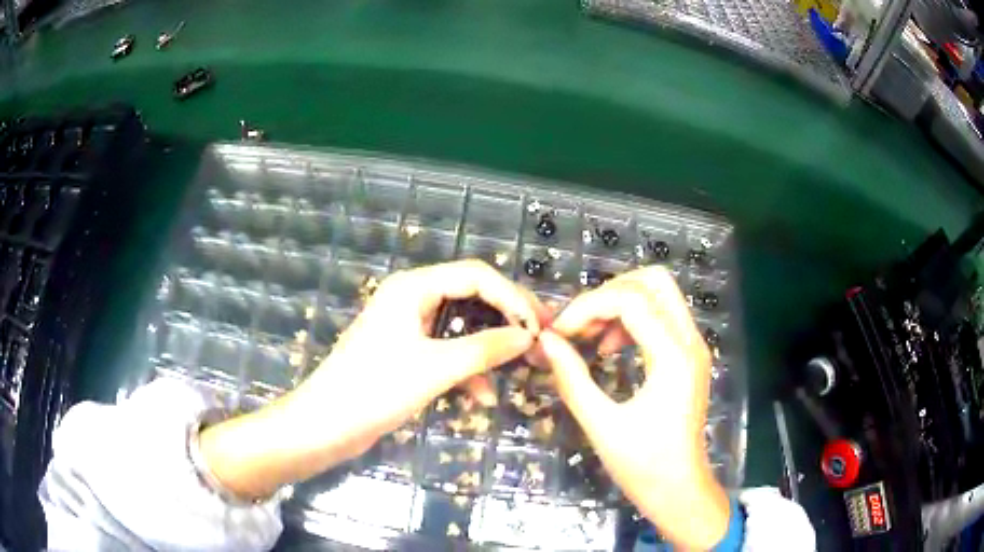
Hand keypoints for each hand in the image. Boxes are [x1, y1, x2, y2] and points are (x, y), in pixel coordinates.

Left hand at [200, 260, 544, 499]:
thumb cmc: (375, 389)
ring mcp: (408, 326)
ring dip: (487, 348)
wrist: (326, 425)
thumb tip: (528, 337)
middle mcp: (411, 298)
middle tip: (539, 338)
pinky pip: (446, 350)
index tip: (540, 325)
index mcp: (413, 287)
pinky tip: (481, 396)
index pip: (475, 275)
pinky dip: (466, 369)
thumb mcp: (435, 368)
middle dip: (505, 318)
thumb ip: (485, 349)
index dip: (512, 296)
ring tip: (519, 367)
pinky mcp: (406, 352)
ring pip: (461, 326)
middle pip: (470, 296)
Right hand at [538, 266, 729, 548]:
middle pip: (653, 281)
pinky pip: (660, 316)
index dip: (588, 306)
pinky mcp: (688, 356)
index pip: (631, 299)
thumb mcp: (601, 425)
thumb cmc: (644, 466)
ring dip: (619, 304)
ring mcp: (693, 346)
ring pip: (658, 294)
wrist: (680, 490)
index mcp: (674, 357)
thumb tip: (546, 342)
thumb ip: (572, 379)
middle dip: (608, 293)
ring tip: (590, 338)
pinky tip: (609, 349)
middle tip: (579, 325)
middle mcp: (690, 341)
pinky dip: (631, 319)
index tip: (558, 332)